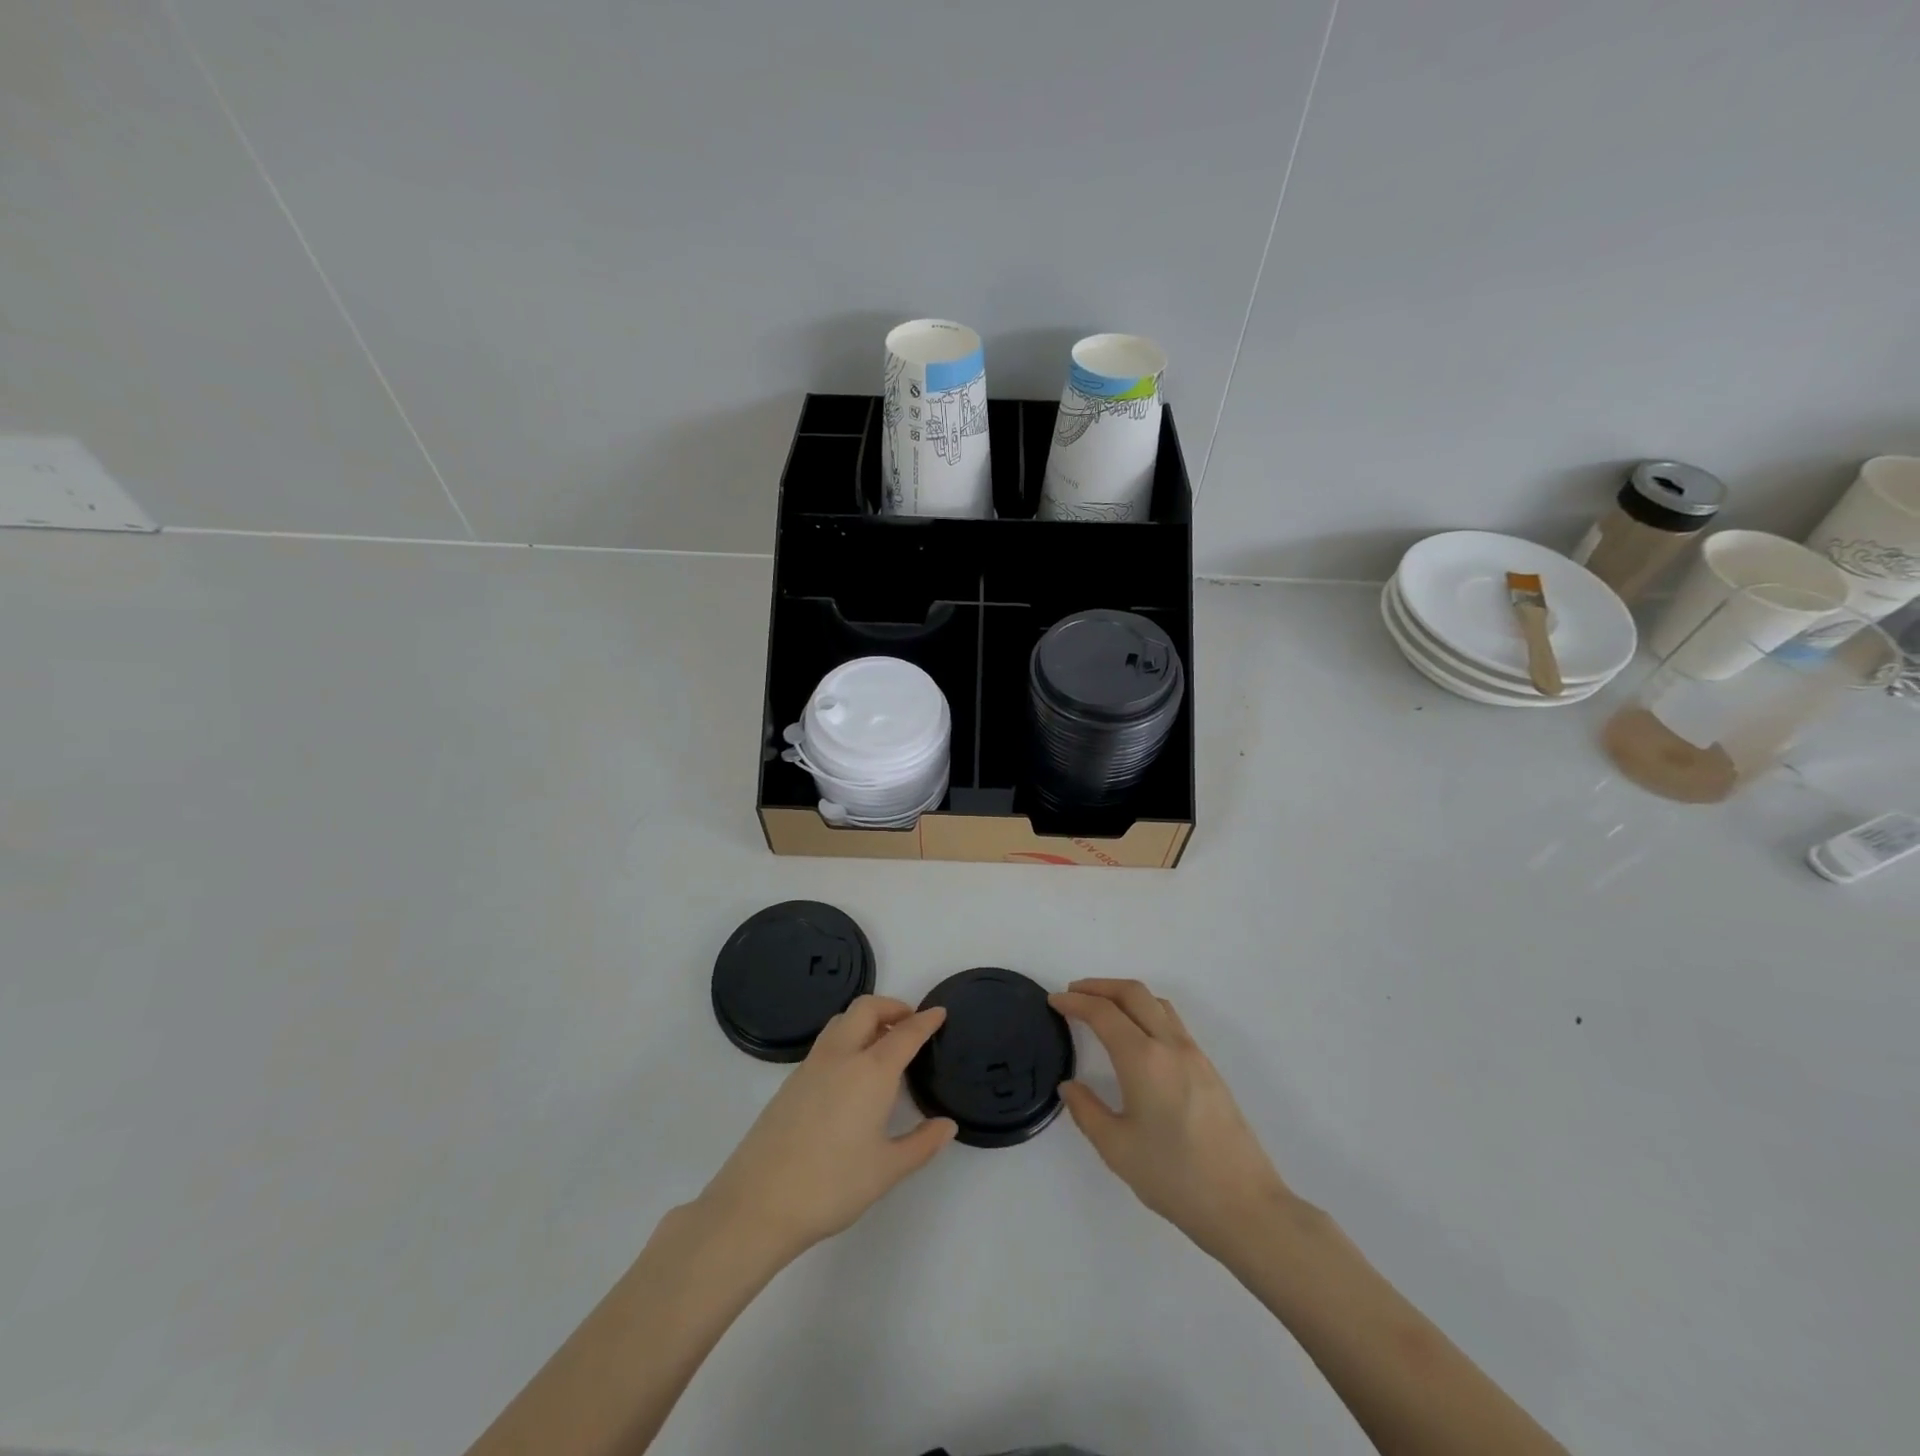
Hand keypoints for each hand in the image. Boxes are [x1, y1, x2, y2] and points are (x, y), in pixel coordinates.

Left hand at [698, 996, 956, 1259]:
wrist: (758, 1203)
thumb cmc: (831, 1185)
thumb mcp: (886, 1170)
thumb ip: (921, 1144)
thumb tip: (947, 1125)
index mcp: (871, 1071)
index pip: (905, 1033)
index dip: (925, 1020)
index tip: (939, 1012)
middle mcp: (841, 1056)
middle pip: (867, 1008)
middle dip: (892, 1006)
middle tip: (910, 1024)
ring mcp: (811, 1066)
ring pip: (842, 1020)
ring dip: (866, 1018)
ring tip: (882, 1042)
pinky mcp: (791, 1081)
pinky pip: (826, 1042)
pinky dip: (847, 1038)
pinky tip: (851, 1072)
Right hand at [1051, 979, 1292, 1257]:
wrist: (1245, 1206)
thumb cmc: (1175, 1178)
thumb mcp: (1117, 1150)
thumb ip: (1087, 1111)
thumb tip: (1070, 1086)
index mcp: (1143, 1060)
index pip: (1104, 1013)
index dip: (1075, 1001)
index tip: (1054, 1001)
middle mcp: (1170, 1045)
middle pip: (1133, 993)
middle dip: (1100, 986)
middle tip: (1074, 993)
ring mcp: (1194, 1054)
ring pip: (1156, 1003)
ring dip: (1125, 995)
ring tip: (1103, 1007)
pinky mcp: (1209, 1068)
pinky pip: (1171, 1021)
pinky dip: (1146, 1011)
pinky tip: (1136, 1035)